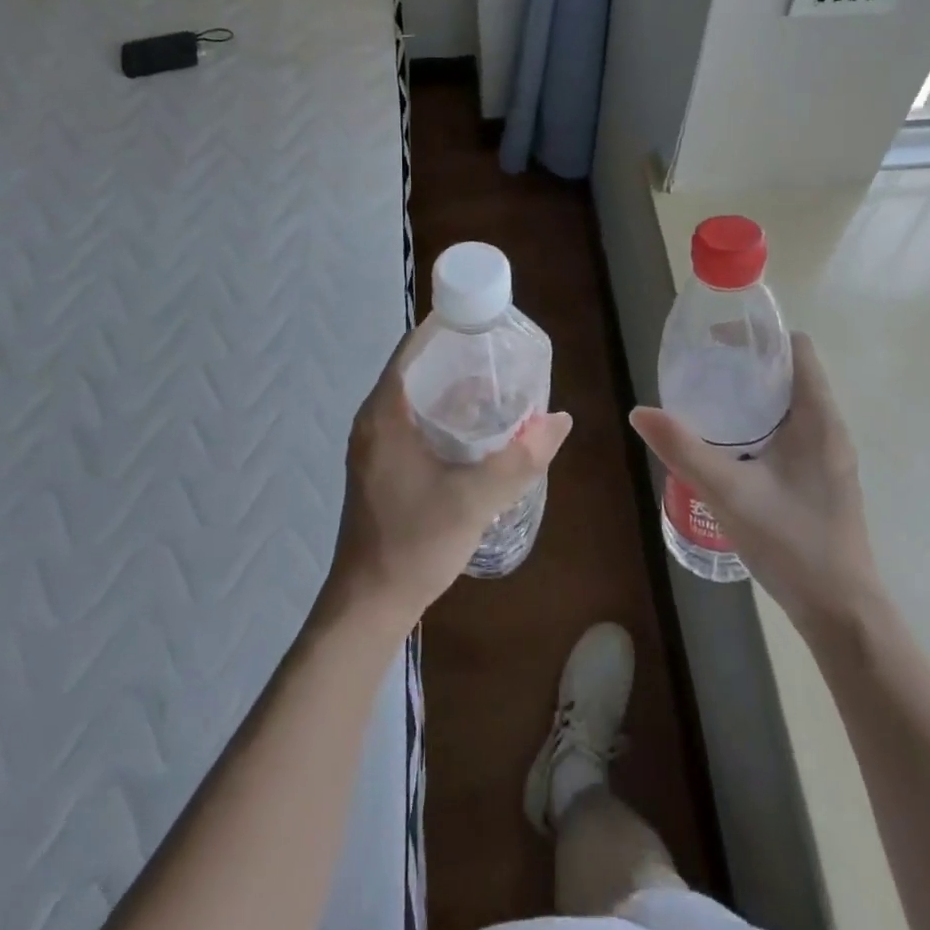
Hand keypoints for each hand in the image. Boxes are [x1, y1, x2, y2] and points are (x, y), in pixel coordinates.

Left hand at [328, 338, 571, 627]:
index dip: (448, 330)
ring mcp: (375, 446)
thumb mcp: (475, 499)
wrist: (369, 604)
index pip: (413, 349)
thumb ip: (520, 458)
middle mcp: (374, 421)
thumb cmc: (414, 543)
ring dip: (454, 392)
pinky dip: (445, 417)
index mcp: (384, 413)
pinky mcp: (382, 467)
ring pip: (417, 400)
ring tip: (500, 390)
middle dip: (460, 361)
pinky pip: (414, 424)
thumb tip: (560, 420)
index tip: (487, 325)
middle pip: (418, 371)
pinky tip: (478, 433)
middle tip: (504, 359)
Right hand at [631, 332, 879, 633]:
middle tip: (702, 370)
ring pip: (790, 404)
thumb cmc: (791, 543)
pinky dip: (761, 422)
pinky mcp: (822, 477)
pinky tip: (729, 445)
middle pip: (790, 372)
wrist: (842, 613)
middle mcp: (829, 427)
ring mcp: (829, 455)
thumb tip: (640, 412)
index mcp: (818, 418)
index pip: (797, 348)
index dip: (760, 336)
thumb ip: (683, 449)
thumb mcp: (728, 492)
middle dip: (747, 364)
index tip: (718, 341)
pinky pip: (792, 430)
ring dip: (753, 395)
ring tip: (708, 401)